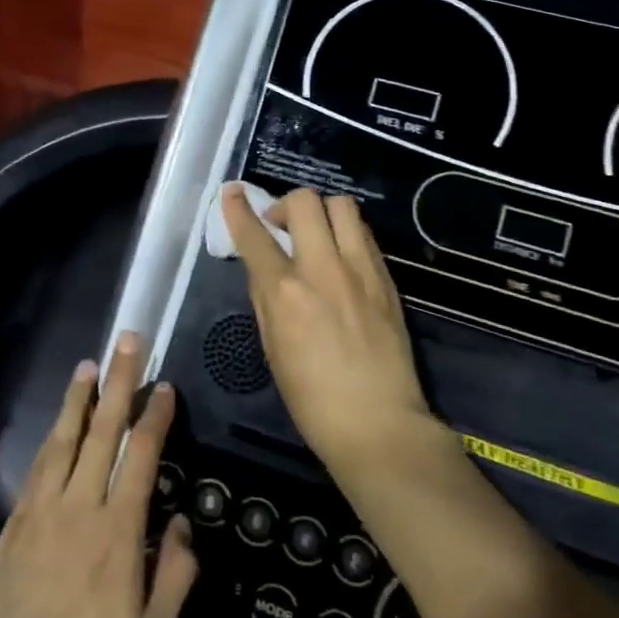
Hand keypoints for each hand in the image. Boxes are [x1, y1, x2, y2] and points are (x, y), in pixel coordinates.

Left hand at [0, 333, 196, 617]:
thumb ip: (174, 579)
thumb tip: (182, 523)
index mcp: (117, 533)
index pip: (140, 456)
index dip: (154, 416)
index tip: (165, 386)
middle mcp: (79, 507)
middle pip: (102, 431)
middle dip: (118, 382)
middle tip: (127, 341)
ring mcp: (42, 511)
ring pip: (64, 439)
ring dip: (79, 399)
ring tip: (90, 364)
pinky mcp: (15, 523)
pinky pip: (38, 466)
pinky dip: (52, 436)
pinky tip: (59, 423)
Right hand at [221, 184, 433, 475]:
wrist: (379, 424)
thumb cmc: (312, 399)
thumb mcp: (272, 348)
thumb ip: (265, 299)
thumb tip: (263, 268)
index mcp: (285, 292)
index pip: (254, 234)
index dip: (238, 209)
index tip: (232, 193)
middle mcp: (322, 269)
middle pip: (304, 202)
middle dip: (285, 204)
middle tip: (281, 227)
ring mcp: (360, 270)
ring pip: (342, 205)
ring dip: (321, 212)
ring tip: (316, 235)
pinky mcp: (386, 278)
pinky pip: (364, 234)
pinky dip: (346, 232)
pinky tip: (340, 256)